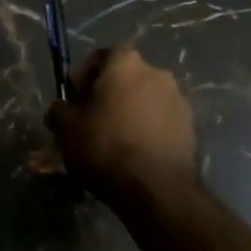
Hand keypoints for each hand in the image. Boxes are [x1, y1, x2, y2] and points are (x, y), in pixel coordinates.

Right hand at [47, 48, 198, 204]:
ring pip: (144, 101)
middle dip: (108, 97)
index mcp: (126, 62)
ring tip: (116, 143)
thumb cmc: (107, 147)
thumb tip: (62, 109)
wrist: (157, 191)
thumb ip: (59, 110)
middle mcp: (157, 72)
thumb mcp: (66, 128)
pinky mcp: (191, 128)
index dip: (81, 80)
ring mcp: (178, 100)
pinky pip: (161, 122)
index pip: (97, 58)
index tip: (74, 104)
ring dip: (130, 113)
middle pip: (124, 79)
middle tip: (93, 124)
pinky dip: (148, 131)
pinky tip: (137, 155)